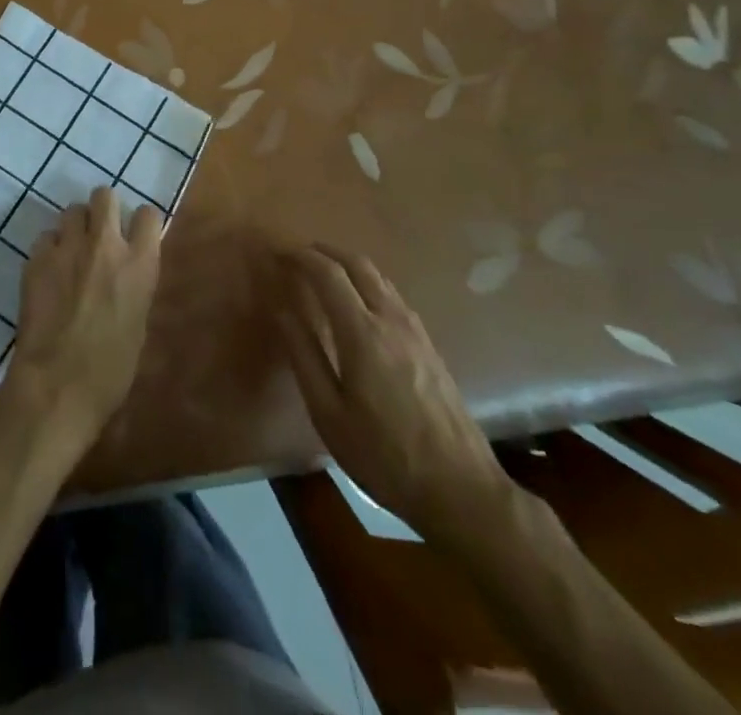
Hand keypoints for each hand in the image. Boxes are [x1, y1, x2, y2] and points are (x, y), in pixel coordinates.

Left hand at [5, 187, 163, 447]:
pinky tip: (48, 272)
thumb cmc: (110, 372)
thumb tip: (126, 277)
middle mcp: (106, 246)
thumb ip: (134, 288)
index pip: (148, 214)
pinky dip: (48, 249)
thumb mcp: (138, 325)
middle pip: (105, 195)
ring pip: (72, 210)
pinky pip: (45, 237)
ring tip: (70, 251)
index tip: (134, 234)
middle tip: (99, 233)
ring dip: (74, 227)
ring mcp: (68, 248)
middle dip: (103, 209)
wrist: (57, 385)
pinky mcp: (37, 258)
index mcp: (140, 265)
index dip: (141, 222)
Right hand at [274, 245, 511, 537]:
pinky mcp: (429, 345)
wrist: (460, 489)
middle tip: (299, 255)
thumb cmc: (384, 456)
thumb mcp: (329, 414)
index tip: (279, 255)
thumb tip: (282, 312)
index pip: (329, 274)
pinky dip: (369, 282)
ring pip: (380, 277)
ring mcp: (415, 330)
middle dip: (326, 251)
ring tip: (325, 273)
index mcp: (362, 333)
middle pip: (358, 264)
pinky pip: (393, 295)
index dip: (302, 258)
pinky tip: (360, 302)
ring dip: (349, 264)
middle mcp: (391, 319)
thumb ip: (304, 357)